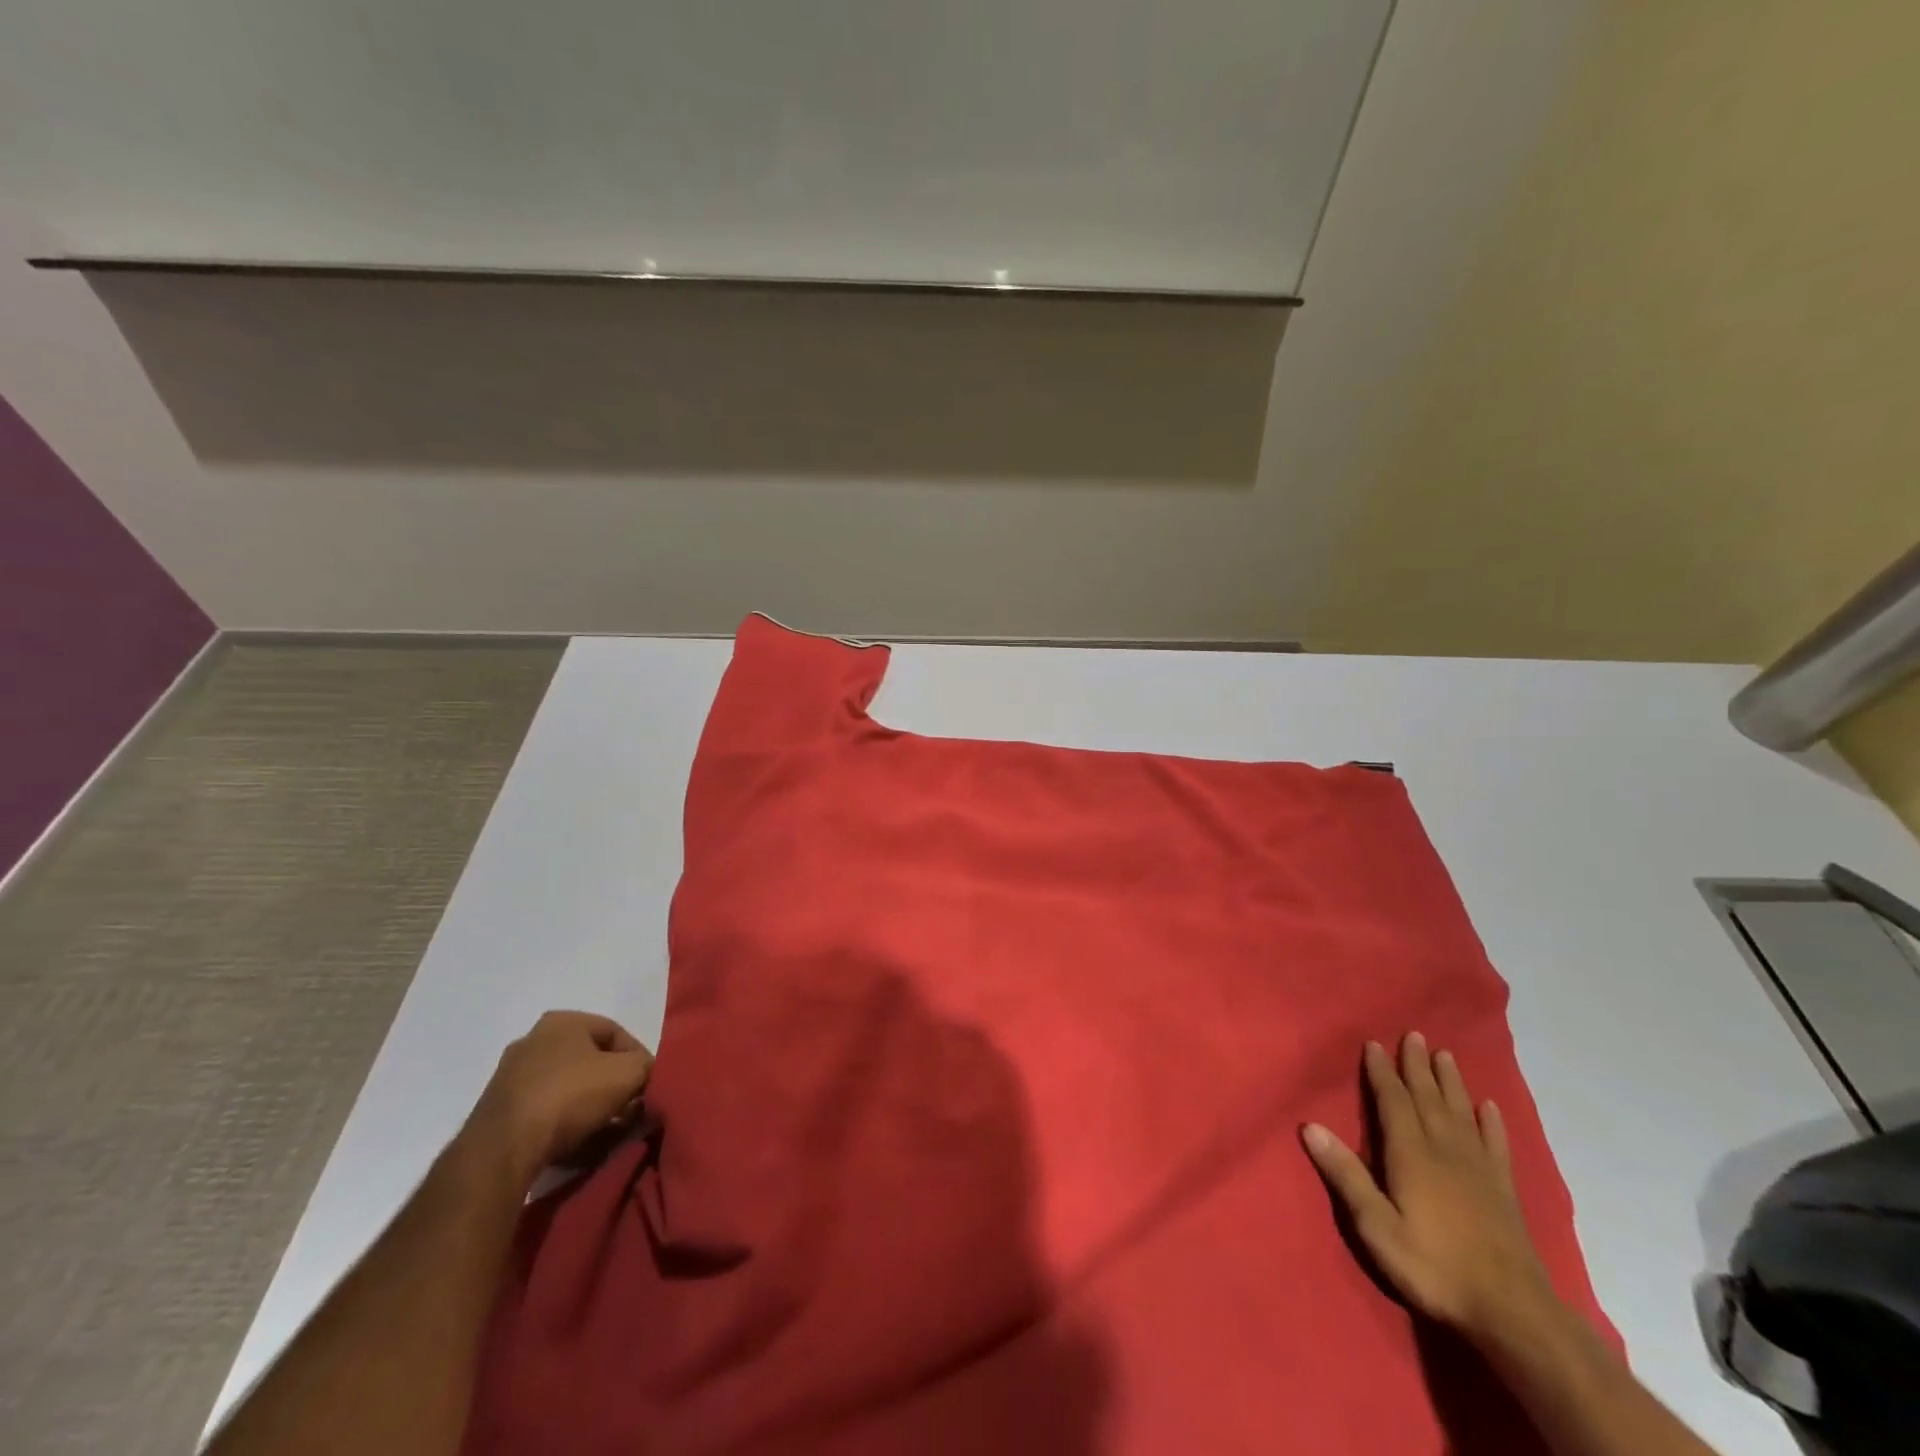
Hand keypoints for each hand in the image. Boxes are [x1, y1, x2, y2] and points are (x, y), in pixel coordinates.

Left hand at [463, 1011, 654, 1184]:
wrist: (502, 1150)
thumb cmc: (570, 1096)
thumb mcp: (628, 1074)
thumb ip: (647, 1068)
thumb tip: (649, 1077)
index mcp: (563, 1021)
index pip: (616, 1033)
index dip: (639, 1059)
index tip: (649, 1085)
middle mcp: (533, 1042)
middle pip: (591, 1062)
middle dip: (615, 1086)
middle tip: (632, 1109)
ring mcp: (511, 1078)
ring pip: (568, 1089)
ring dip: (593, 1108)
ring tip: (610, 1132)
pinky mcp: (497, 1114)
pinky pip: (545, 1114)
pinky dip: (566, 1125)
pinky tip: (581, 1144)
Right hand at [1302, 1032, 1558, 1344]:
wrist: (1512, 1313)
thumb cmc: (1433, 1266)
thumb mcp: (1377, 1226)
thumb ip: (1346, 1175)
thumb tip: (1310, 1126)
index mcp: (1410, 1154)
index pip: (1393, 1101)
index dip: (1382, 1072)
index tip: (1374, 1044)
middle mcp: (1444, 1150)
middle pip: (1428, 1098)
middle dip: (1417, 1066)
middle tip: (1413, 1035)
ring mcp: (1478, 1169)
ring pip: (1460, 1113)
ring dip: (1451, 1082)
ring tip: (1445, 1055)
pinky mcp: (1503, 1191)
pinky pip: (1495, 1145)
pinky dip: (1491, 1123)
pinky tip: (1489, 1107)